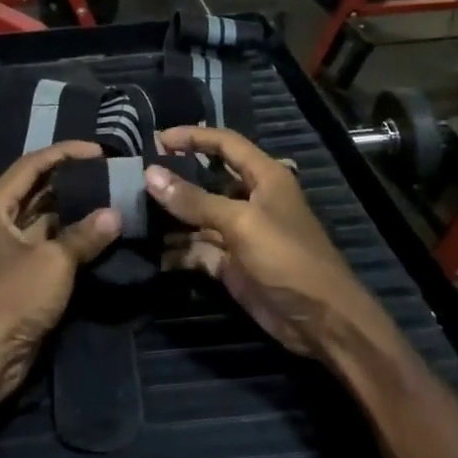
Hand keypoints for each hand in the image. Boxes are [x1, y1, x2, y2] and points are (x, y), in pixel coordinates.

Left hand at [0, 141, 120, 420]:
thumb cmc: (9, 299)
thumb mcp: (52, 263)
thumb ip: (84, 235)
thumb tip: (115, 214)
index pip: (31, 165)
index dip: (65, 153)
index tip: (101, 151)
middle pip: (37, 190)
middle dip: (73, 182)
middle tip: (112, 174)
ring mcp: (7, 251)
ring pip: (45, 220)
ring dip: (75, 212)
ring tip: (114, 199)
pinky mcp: (19, 277)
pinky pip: (48, 247)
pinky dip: (71, 240)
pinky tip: (101, 235)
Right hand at [146, 127, 377, 360]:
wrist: (320, 320)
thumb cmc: (287, 258)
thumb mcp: (240, 223)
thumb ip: (195, 200)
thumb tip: (151, 175)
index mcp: (265, 177)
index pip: (225, 143)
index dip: (193, 137)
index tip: (157, 139)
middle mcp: (251, 200)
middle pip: (207, 180)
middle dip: (176, 179)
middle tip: (138, 180)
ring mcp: (240, 234)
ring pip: (199, 217)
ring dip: (172, 219)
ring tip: (136, 216)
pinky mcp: (232, 264)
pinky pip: (199, 250)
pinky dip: (179, 252)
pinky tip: (155, 255)